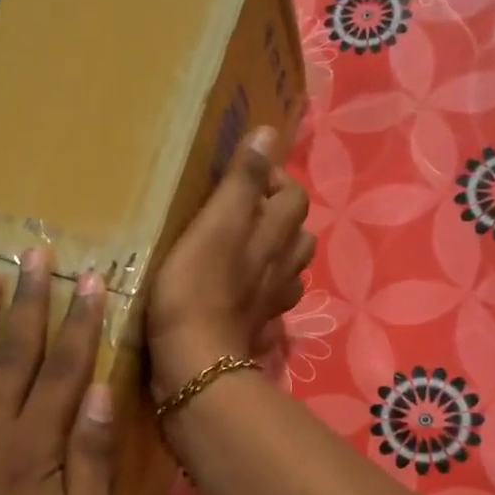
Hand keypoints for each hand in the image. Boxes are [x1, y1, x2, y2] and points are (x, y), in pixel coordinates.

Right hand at [148, 126, 314, 400]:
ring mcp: (272, 301)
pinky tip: (243, 289)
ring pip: (289, 268)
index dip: (272, 179)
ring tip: (244, 246)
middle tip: (241, 211)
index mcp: (275, 236)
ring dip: (275, 252)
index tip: (239, 177)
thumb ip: (243, 180)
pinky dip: (263, 289)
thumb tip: (268, 133)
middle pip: (299, 232)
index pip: (292, 194)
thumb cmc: (197, 288)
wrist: (195, 361)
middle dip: (278, 215)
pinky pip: (271, 300)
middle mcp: (283, 267)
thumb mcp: (216, 223)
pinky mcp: (256, 328)